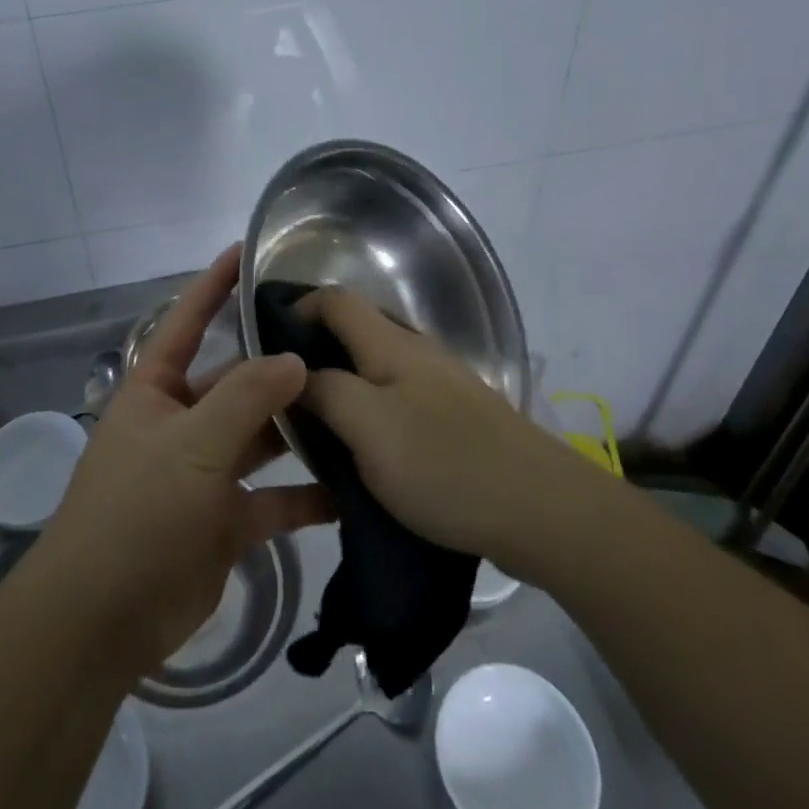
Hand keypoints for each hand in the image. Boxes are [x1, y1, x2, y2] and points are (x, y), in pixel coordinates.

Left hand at [36, 246, 332, 678]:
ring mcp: (204, 472)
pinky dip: (305, 496)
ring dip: (299, 429)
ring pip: (260, 438)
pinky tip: (350, 489)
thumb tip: (295, 359)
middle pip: (237, 382)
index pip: (188, 321)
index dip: (214, 285)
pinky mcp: (225, 521)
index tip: (247, 251)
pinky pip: (272, 499)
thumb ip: (246, 398)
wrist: (101, 621)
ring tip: (355, 406)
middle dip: (279, 365)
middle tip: (337, 342)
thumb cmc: (137, 511)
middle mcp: (182, 422)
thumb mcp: (192, 444)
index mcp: (157, 390)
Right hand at [297, 287, 570, 564]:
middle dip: (315, 355)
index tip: (267, 349)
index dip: (297, 310)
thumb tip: (297, 374)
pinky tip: (365, 452)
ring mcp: (440, 384)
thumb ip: (325, 392)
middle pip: (354, 331)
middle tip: (286, 397)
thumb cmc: (444, 463)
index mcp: (390, 343)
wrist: (541, 509)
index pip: (333, 299)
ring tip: (318, 429)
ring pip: (375, 369)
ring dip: (343, 388)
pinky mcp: (456, 418)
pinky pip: (398, 400)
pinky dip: (371, 413)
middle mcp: (415, 351)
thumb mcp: (367, 427)